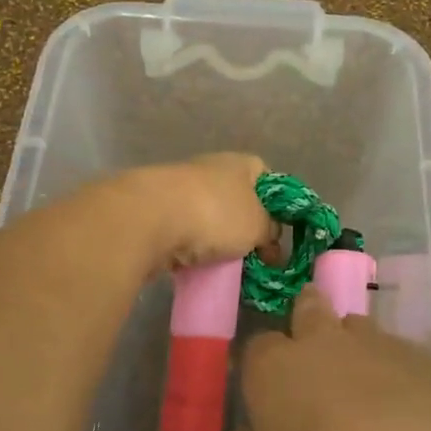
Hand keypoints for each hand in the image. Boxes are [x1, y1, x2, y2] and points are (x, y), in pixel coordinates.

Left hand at [127, 153, 277, 272]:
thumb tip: (269, 236)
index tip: (279, 234)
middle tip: (256, 258)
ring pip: (210, 219)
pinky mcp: (158, 211)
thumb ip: (270, 230)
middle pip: (238, 201)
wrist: (151, 217)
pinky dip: (192, 249)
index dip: (277, 206)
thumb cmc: (216, 214)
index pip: (269, 179)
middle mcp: (212, 169)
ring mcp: (182, 188)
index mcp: (241, 163)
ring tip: (227, 267)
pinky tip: (198, 267)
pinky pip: (185, 233)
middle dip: (246, 229)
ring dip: (218, 241)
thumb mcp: (258, 225)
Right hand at [228, 285, 430, 430]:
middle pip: (308, 309)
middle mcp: (321, 341)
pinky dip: (398, 373)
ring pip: (357, 327)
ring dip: (354, 346)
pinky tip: (410, 410)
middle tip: (314, 354)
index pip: (256, 349)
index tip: (266, 390)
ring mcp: (376, 342)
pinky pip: (401, 353)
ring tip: (365, 389)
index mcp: (273, 370)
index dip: (261, 366)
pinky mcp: (425, 355)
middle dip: (308, 320)